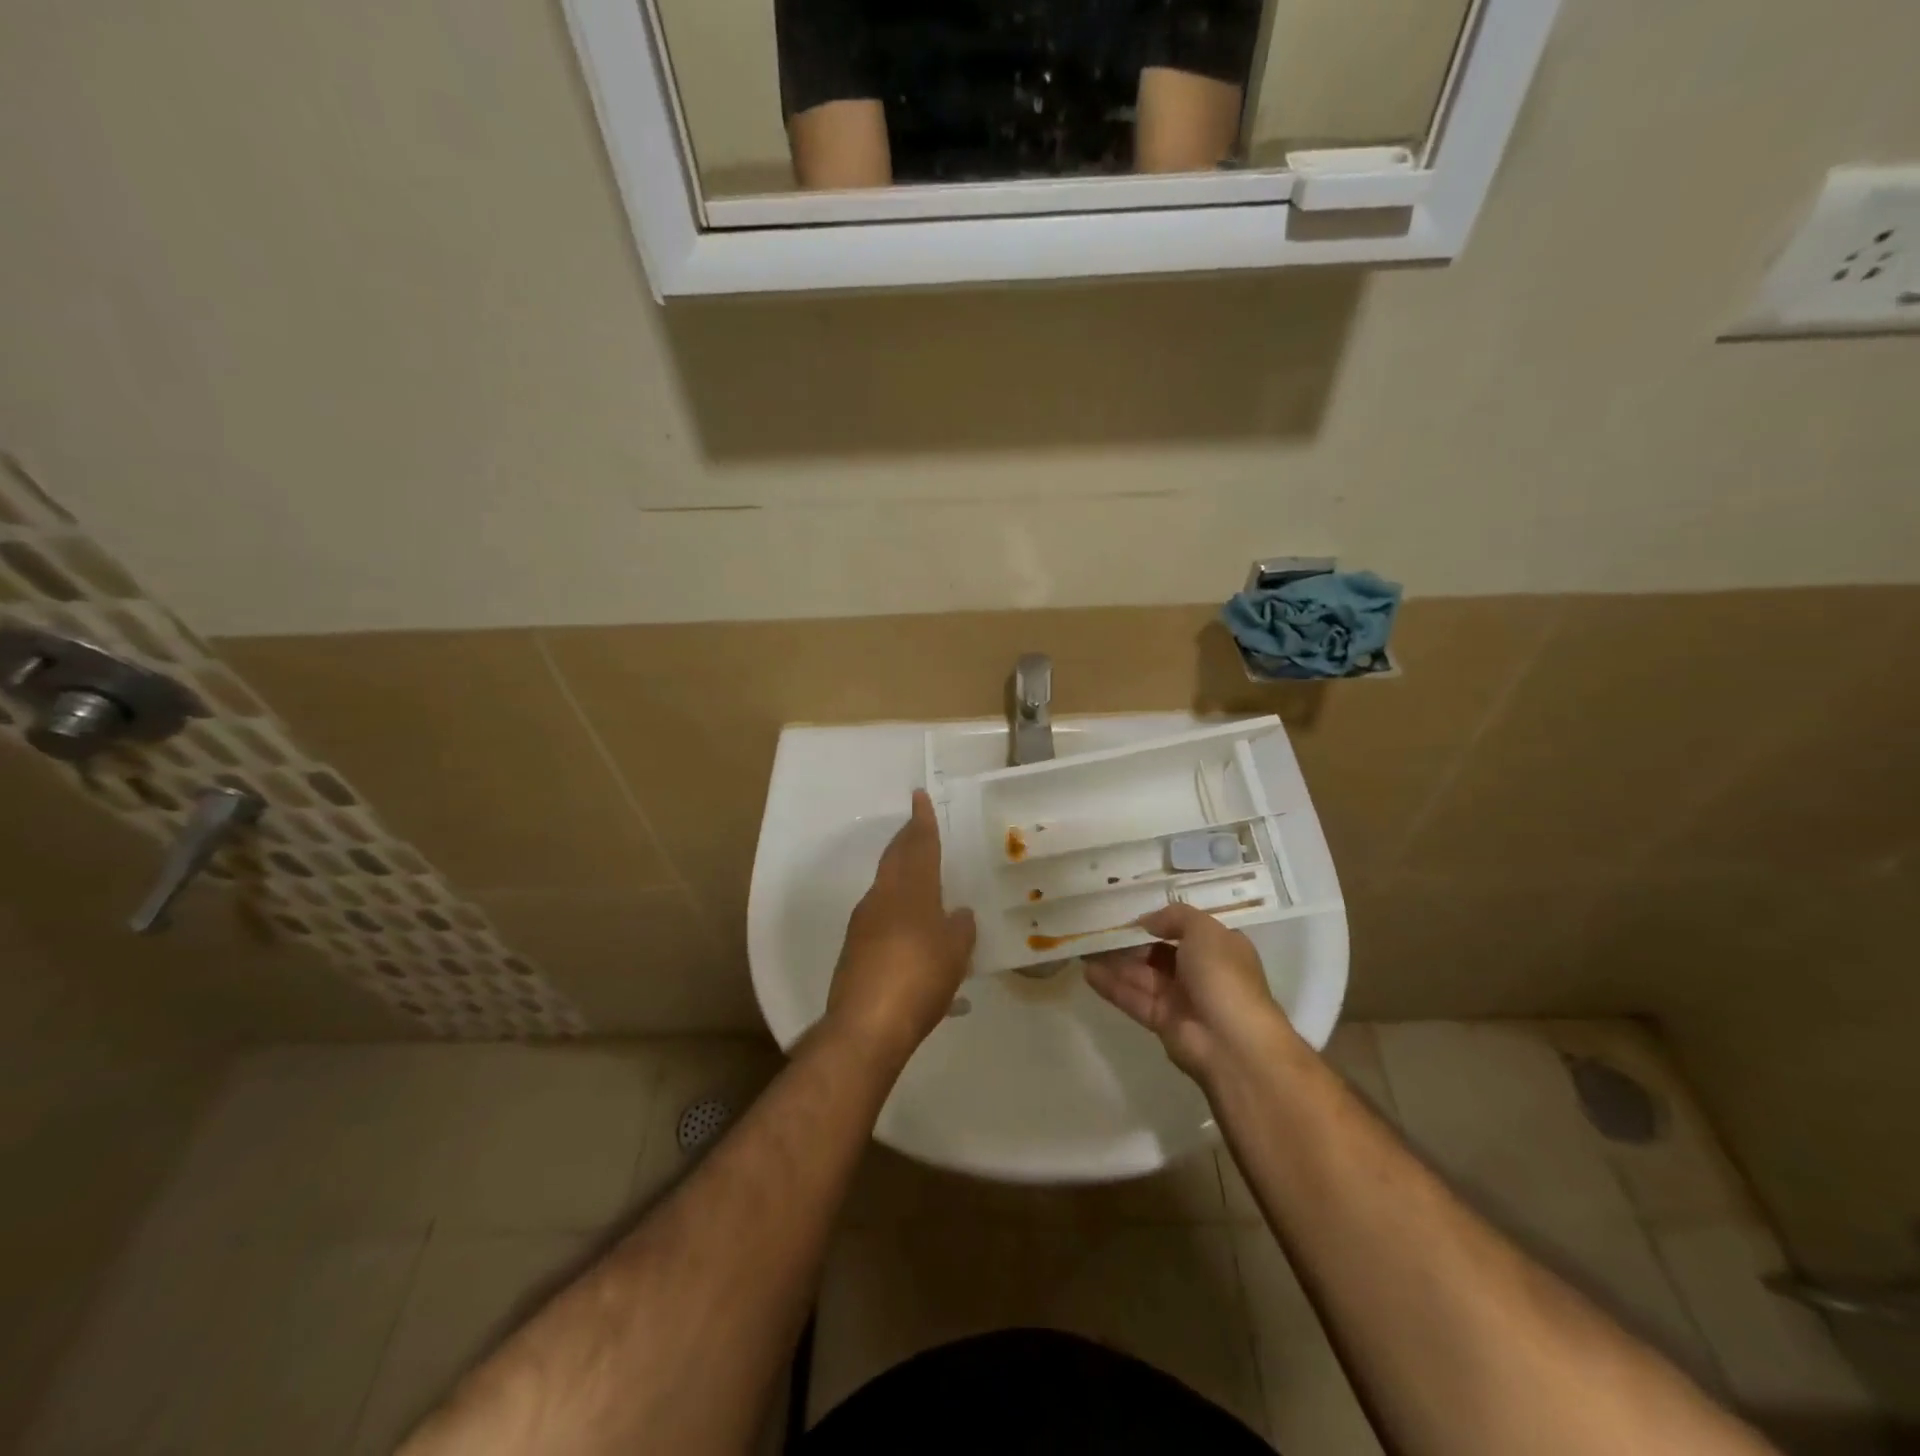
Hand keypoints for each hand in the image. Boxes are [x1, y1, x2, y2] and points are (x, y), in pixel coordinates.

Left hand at [827, 790, 976, 1060]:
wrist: (866, 1026)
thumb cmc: (919, 979)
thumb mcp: (954, 954)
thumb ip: (959, 929)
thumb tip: (958, 914)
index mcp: (910, 891)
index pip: (918, 845)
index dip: (921, 821)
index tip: (918, 796)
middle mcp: (882, 898)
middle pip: (895, 859)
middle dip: (907, 840)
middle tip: (918, 826)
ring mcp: (863, 923)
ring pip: (885, 885)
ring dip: (901, 873)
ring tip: (921, 877)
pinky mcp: (854, 948)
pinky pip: (879, 913)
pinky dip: (896, 907)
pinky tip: (909, 926)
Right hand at [1084, 904, 1296, 1084]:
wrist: (1233, 1044)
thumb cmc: (1223, 977)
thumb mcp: (1204, 931)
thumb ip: (1174, 917)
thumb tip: (1147, 921)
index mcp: (1219, 947)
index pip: (1185, 929)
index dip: (1158, 920)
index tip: (1127, 911)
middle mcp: (1200, 971)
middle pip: (1158, 951)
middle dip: (1130, 941)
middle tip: (1097, 927)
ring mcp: (1181, 998)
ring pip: (1142, 974)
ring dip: (1114, 961)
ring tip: (1084, 946)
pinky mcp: (1162, 1021)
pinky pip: (1134, 998)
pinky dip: (1112, 986)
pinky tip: (1088, 972)